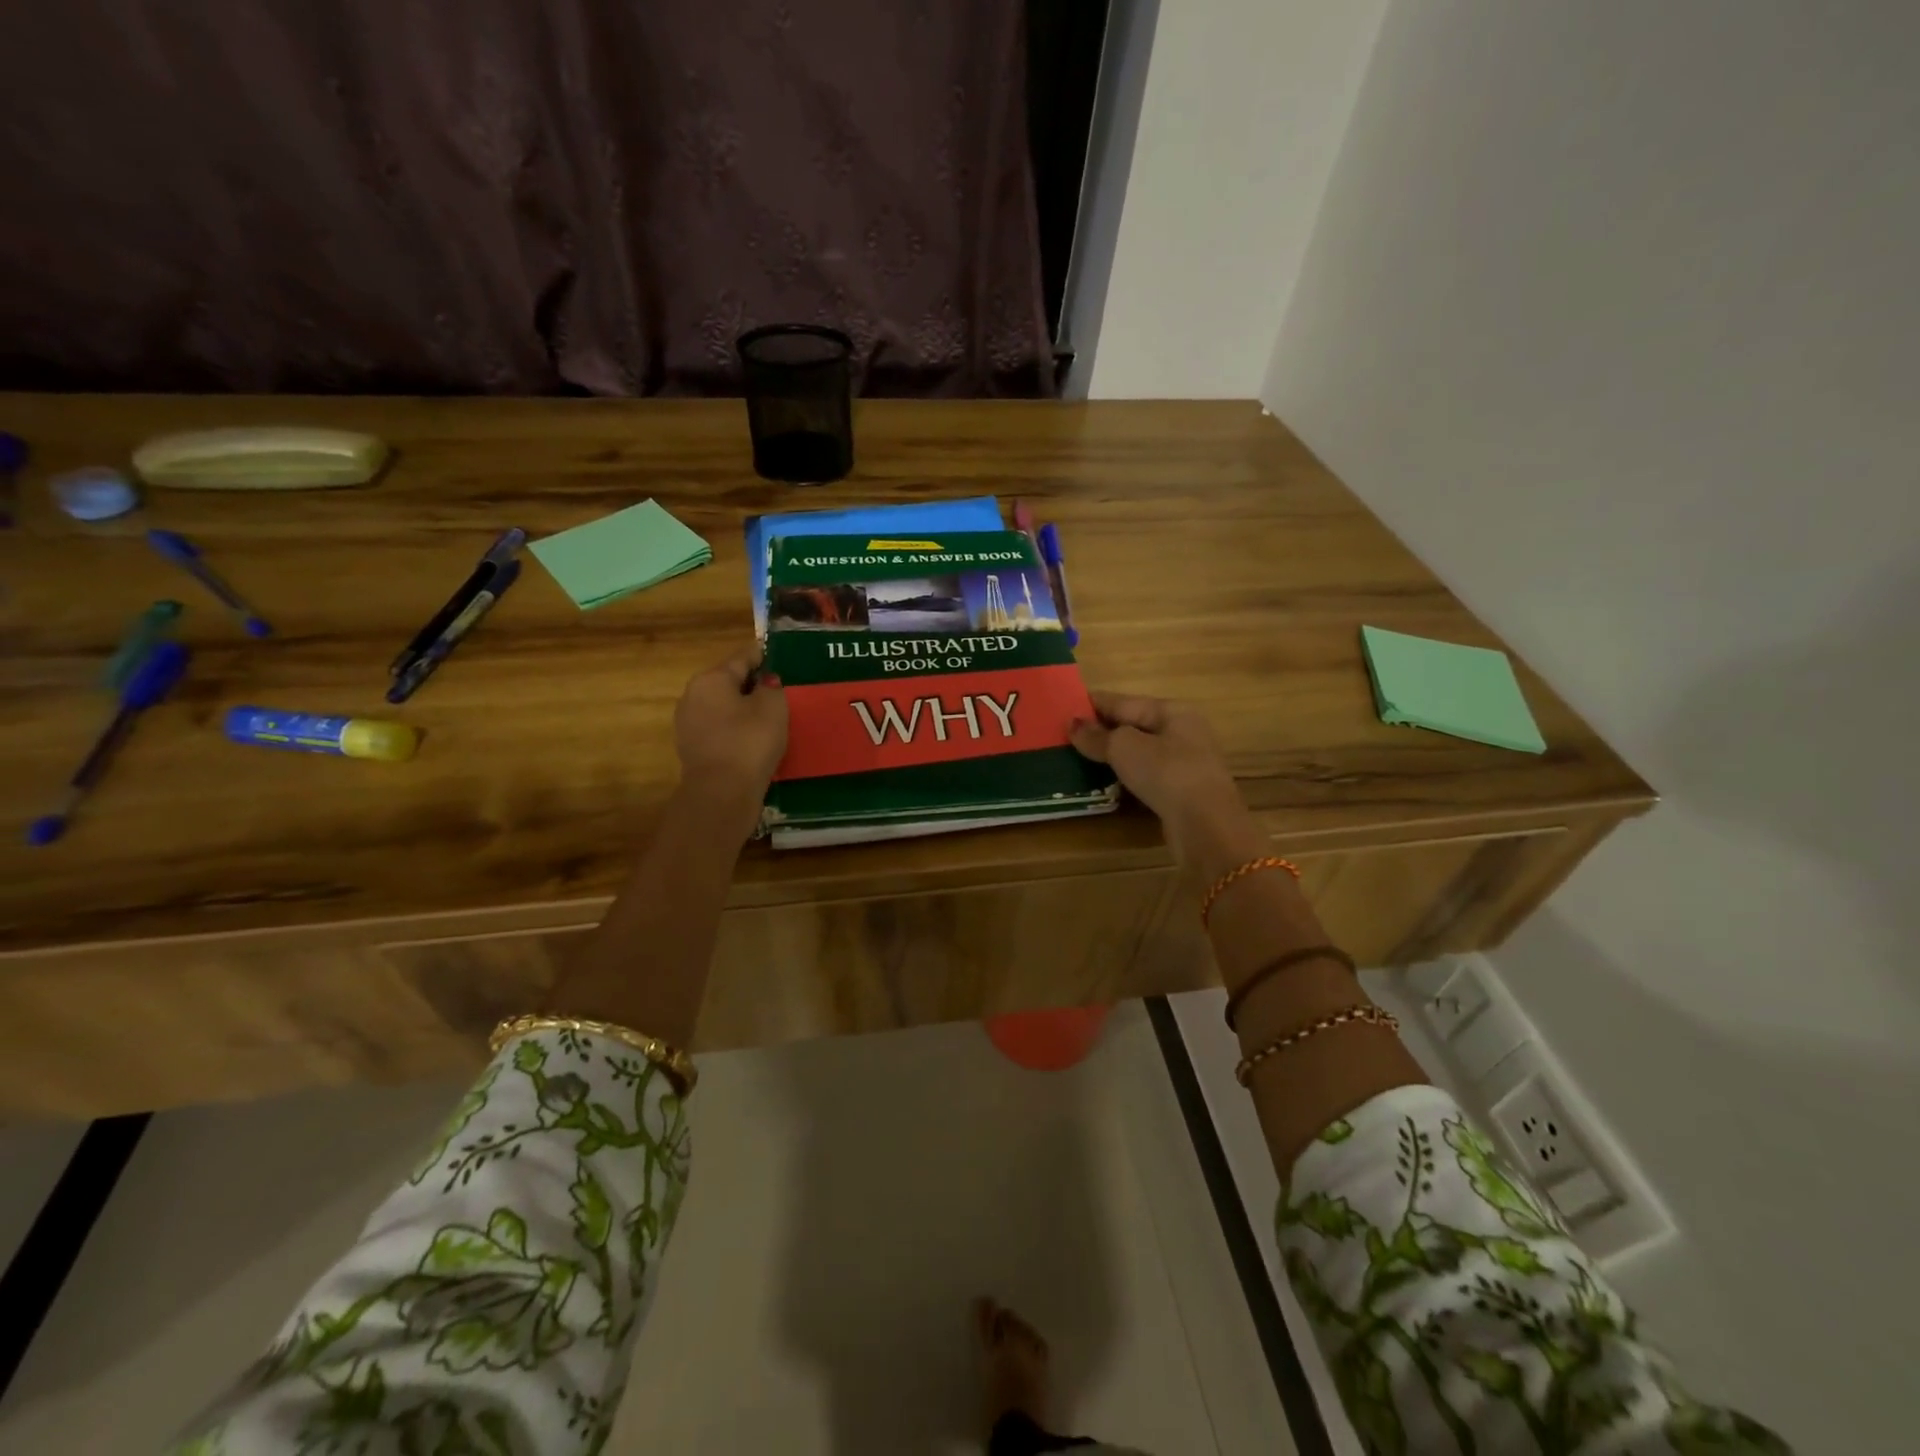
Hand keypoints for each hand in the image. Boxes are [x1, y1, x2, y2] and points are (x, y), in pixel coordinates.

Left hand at [673, 647, 788, 808]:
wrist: (722, 793)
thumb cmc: (749, 741)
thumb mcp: (773, 707)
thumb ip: (771, 687)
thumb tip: (765, 683)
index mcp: (711, 679)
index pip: (741, 658)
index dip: (762, 655)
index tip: (777, 652)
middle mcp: (693, 696)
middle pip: (728, 682)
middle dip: (752, 683)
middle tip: (779, 687)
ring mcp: (688, 724)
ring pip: (723, 707)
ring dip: (743, 708)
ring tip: (770, 714)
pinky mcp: (693, 749)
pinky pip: (720, 729)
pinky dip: (736, 728)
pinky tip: (754, 737)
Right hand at [1070, 691, 1262, 873]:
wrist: (1206, 826)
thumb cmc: (1166, 773)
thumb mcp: (1124, 748)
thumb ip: (1096, 735)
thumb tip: (1073, 724)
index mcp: (1172, 710)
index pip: (1123, 701)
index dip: (1092, 705)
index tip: (1063, 708)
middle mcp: (1183, 731)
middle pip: (1134, 726)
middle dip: (1102, 731)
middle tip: (1065, 737)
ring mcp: (1185, 763)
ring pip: (1140, 753)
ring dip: (1113, 756)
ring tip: (1079, 759)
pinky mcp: (1183, 791)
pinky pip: (1147, 775)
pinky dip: (1126, 776)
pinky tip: (1106, 782)